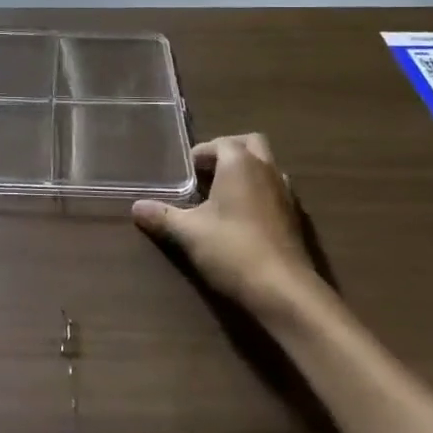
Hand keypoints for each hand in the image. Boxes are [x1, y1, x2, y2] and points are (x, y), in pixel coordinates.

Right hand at [132, 134, 314, 314]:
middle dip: (229, 151)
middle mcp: (266, 170)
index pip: (221, 142)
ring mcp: (285, 193)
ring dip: (246, 171)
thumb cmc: (232, 249)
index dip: (201, 153)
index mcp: (240, 164)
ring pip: (266, 166)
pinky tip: (242, 217)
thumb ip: (162, 216)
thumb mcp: (189, 232)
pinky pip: (274, 190)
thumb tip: (136, 207)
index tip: (184, 170)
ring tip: (222, 194)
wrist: (283, 290)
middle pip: (251, 144)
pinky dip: (258, 192)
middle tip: (207, 172)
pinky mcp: (295, 218)